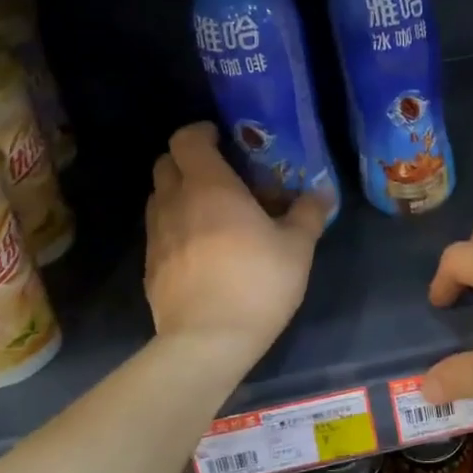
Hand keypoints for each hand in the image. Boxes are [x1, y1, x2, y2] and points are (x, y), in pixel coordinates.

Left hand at [145, 123, 328, 357]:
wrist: (208, 340)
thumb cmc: (257, 283)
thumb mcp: (297, 247)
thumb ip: (309, 213)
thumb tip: (322, 191)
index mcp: (209, 187)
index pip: (186, 139)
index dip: (201, 132)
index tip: (222, 138)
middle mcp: (174, 202)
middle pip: (165, 163)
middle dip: (188, 161)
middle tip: (220, 175)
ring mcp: (156, 235)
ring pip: (159, 197)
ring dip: (180, 194)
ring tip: (210, 212)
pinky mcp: (150, 265)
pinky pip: (159, 230)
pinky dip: (175, 226)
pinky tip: (201, 249)